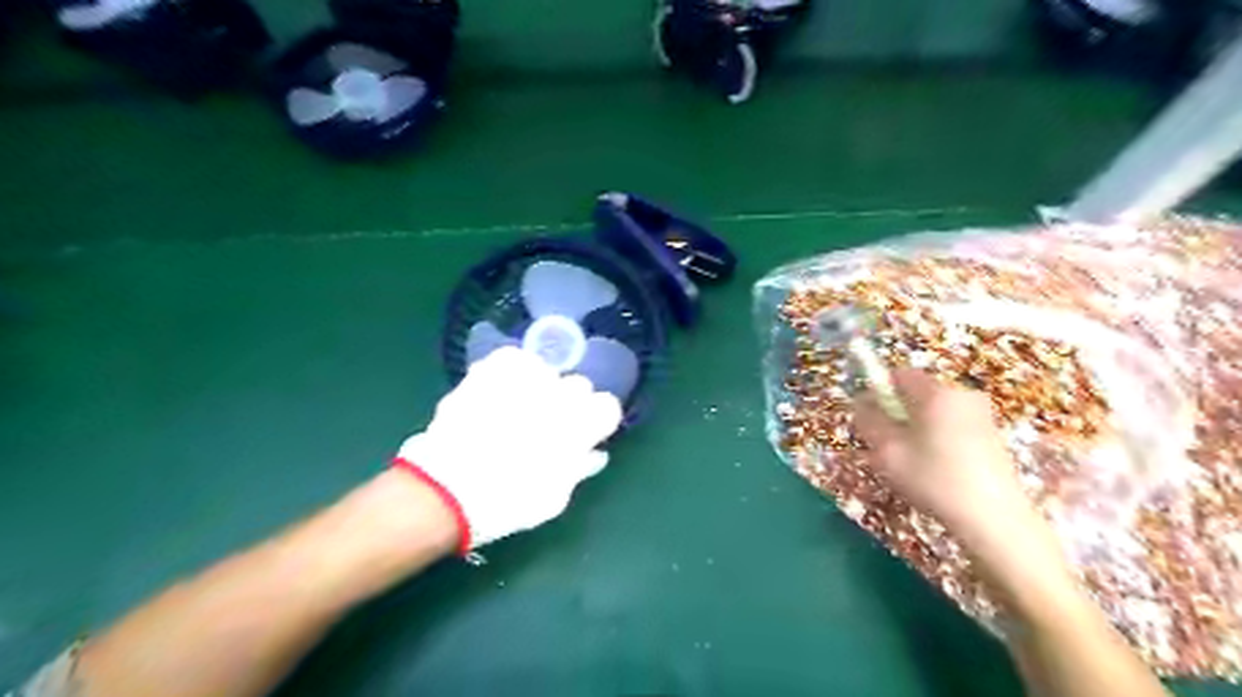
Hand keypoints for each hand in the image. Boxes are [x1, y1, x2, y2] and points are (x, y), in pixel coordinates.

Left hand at [394, 350, 619, 554]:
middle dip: (568, 404)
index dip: (595, 422)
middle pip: (580, 386)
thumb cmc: (508, 502)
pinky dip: (512, 371)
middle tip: (547, 426)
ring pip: (547, 371)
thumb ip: (579, 468)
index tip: (582, 435)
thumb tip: (594, 452)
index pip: (608, 407)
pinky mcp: (492, 368)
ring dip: (540, 388)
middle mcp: (559, 396)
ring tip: (518, 408)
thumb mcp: (555, 498)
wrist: (446, 489)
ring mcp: (524, 378)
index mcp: (580, 427)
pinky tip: (501, 390)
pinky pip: (514, 358)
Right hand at [856, 370, 1029, 537]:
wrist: (994, 520)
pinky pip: (950, 425)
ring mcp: (980, 414)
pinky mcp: (990, 435)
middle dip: (896, 413)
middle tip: (886, 446)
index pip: (899, 374)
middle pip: (916, 393)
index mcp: (937, 393)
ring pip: (932, 412)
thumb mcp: (888, 451)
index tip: (869, 417)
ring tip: (911, 463)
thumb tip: (860, 403)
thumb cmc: (934, 480)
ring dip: (915, 428)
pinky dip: (935, 439)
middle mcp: (961, 395)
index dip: (878, 390)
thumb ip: (868, 420)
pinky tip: (935, 470)